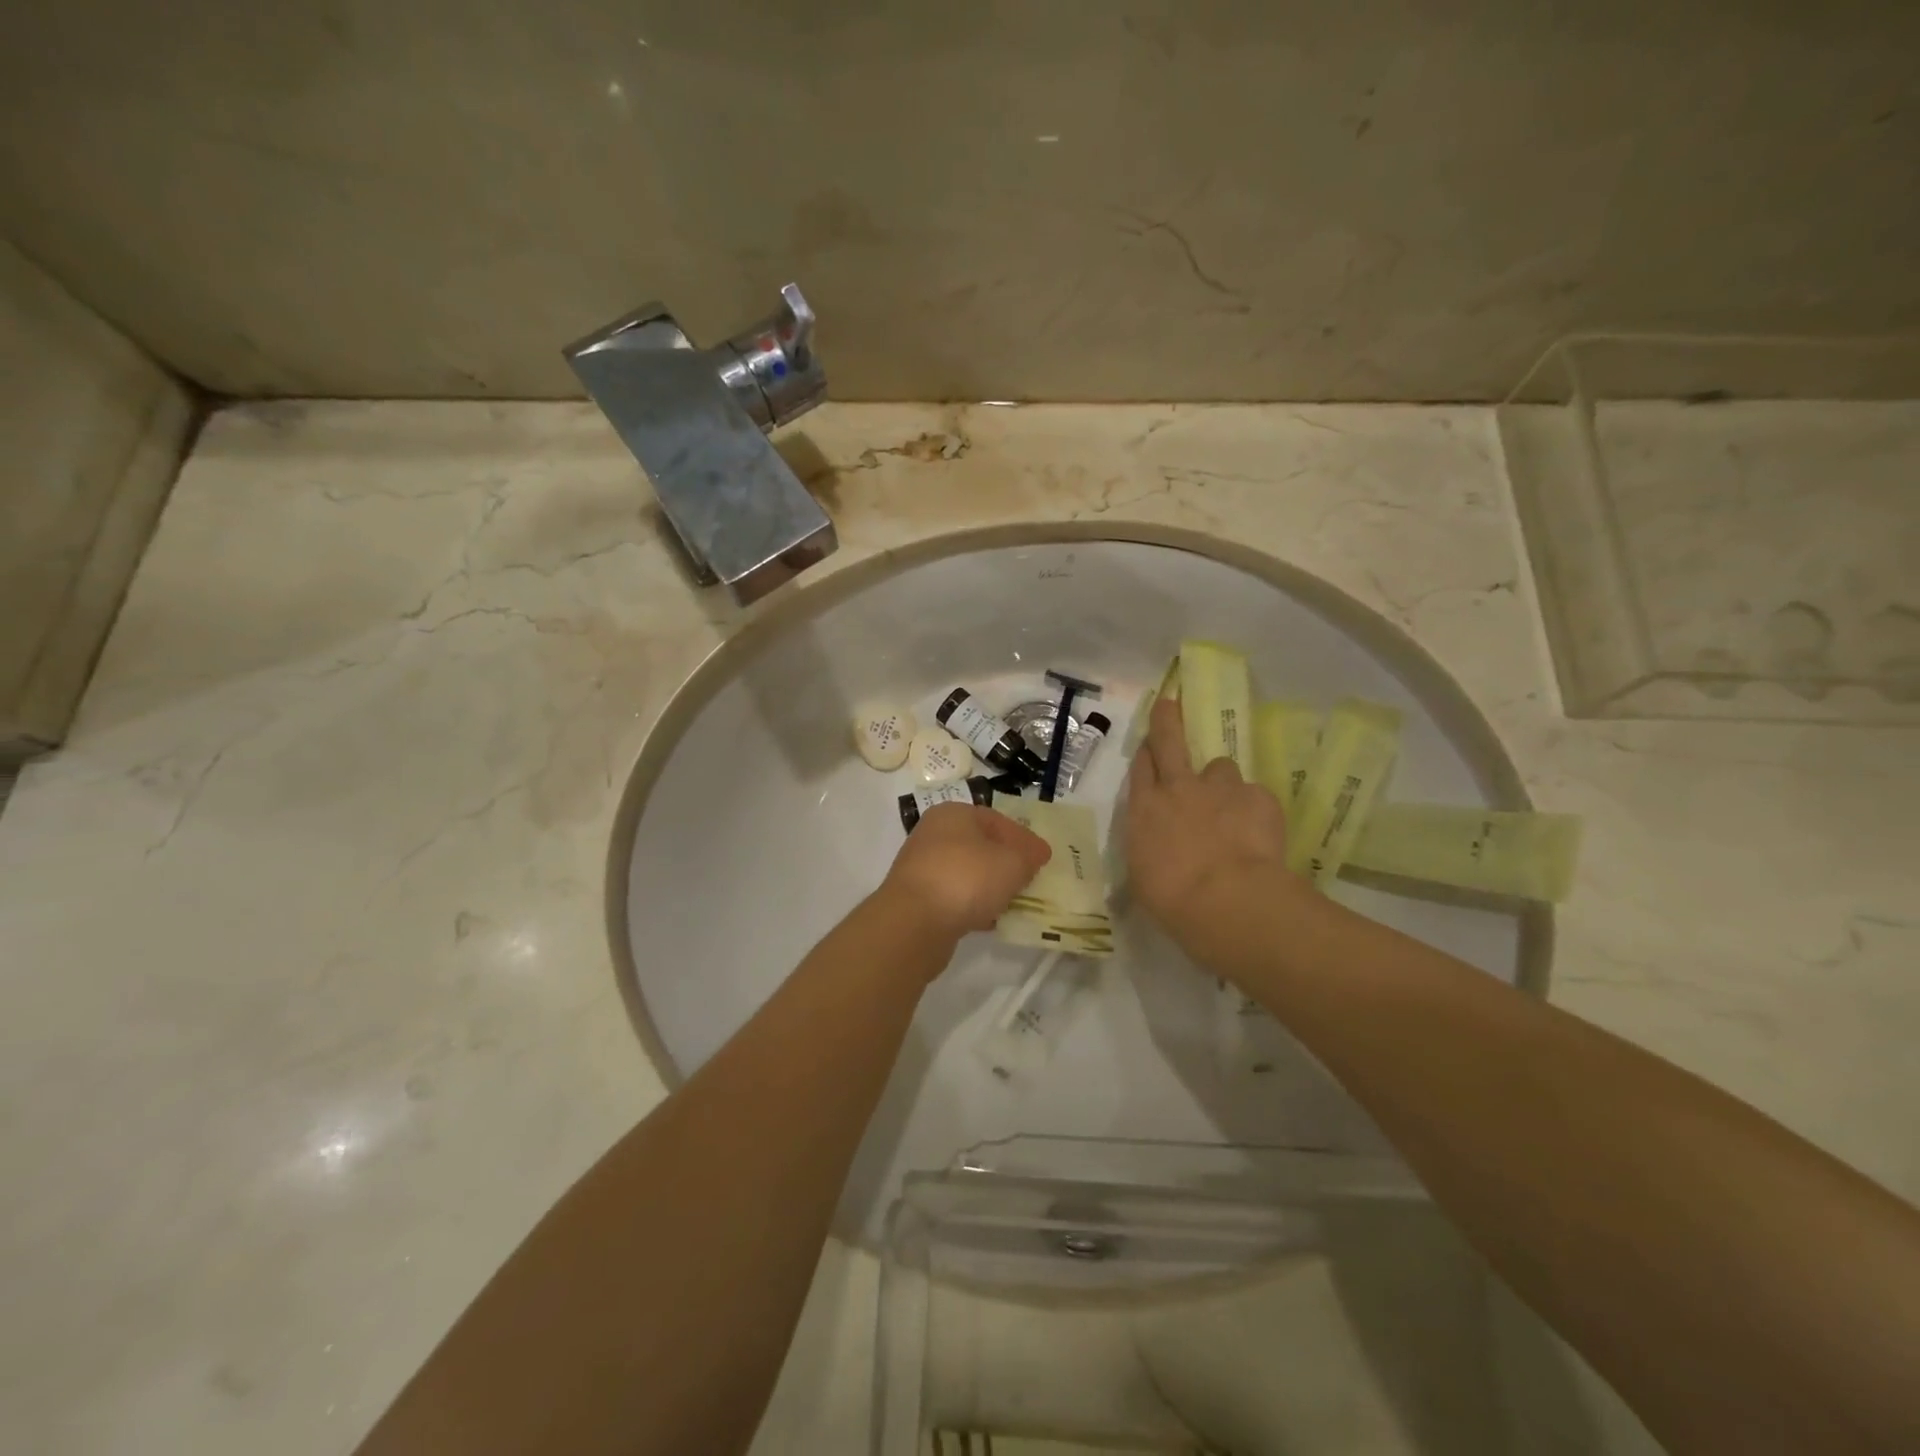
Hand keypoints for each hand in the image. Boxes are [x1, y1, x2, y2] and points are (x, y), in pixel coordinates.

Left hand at [881, 802, 1051, 944]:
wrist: (914, 923)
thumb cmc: (967, 879)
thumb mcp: (1012, 862)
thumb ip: (1029, 856)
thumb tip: (1036, 854)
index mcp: (954, 814)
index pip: (997, 820)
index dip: (1024, 838)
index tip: (1043, 859)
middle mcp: (933, 835)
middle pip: (980, 846)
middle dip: (1007, 863)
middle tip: (1031, 880)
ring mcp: (923, 867)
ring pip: (967, 873)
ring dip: (991, 887)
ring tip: (1014, 903)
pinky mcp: (918, 899)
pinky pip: (954, 897)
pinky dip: (973, 906)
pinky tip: (990, 921)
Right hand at [1125, 697, 1295, 954]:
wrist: (1227, 901)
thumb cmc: (1173, 901)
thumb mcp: (1145, 879)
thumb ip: (1152, 852)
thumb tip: (1158, 852)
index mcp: (1144, 810)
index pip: (1141, 769)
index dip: (1146, 752)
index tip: (1149, 743)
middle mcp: (1178, 789)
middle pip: (1170, 742)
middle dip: (1168, 721)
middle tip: (1170, 704)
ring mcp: (1219, 789)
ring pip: (1221, 768)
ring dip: (1222, 783)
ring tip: (1232, 809)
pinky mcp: (1258, 797)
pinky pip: (1255, 796)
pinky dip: (1256, 810)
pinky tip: (1260, 834)